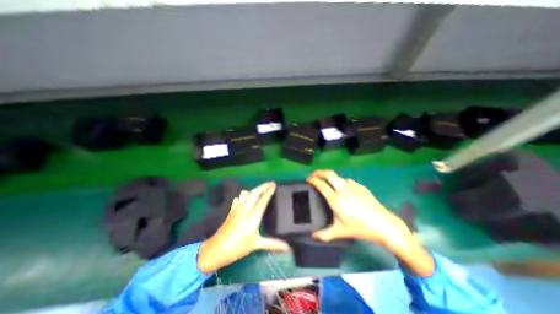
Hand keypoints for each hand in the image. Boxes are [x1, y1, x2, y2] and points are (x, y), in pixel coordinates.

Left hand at [197, 183, 290, 272]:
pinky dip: (242, 197)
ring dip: (253, 191)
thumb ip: (273, 244)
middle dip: (263, 186)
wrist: (217, 249)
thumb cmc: (238, 247)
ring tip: (258, 193)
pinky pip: (237, 198)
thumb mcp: (257, 244)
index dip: (269, 191)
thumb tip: (288, 248)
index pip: (263, 200)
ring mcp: (237, 209)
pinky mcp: (231, 210)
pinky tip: (245, 201)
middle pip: (255, 192)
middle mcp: (246, 209)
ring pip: (245, 193)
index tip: (274, 185)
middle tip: (270, 184)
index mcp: (254, 216)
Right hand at [306, 170, 409, 248]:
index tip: (308, 179)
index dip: (313, 180)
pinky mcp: (361, 187)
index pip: (321, 185)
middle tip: (314, 175)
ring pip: (338, 177)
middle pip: (329, 174)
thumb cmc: (360, 228)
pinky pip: (347, 181)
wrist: (384, 225)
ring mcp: (353, 187)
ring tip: (328, 183)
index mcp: (336, 199)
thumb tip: (313, 236)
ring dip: (331, 178)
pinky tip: (344, 189)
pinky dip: (341, 182)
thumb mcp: (341, 231)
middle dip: (319, 172)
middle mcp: (343, 189)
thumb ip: (325, 234)